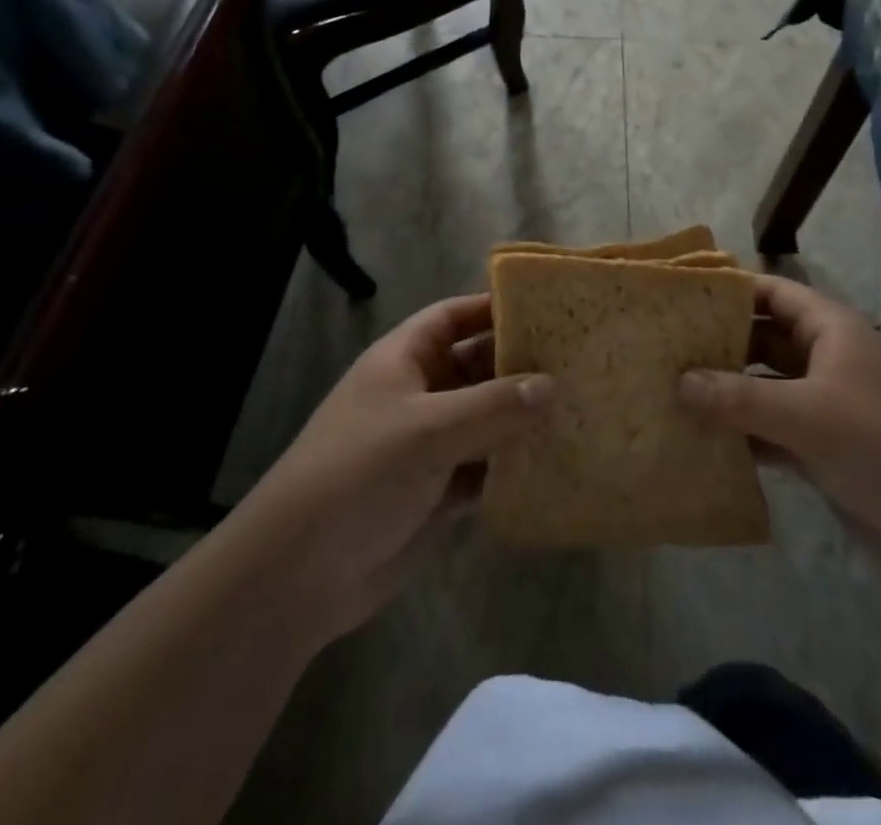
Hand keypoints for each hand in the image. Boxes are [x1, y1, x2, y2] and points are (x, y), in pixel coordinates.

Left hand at [225, 295, 550, 641]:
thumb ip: (492, 406)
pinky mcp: (438, 490)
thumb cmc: (359, 472)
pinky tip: (554, 463)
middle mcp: (420, 393)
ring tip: (581, 407)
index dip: (494, 307)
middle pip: (477, 365)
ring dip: (522, 417)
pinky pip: (486, 467)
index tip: (547, 309)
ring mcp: (429, 443)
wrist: (300, 572)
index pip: (455, 316)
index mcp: (405, 359)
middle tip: (579, 361)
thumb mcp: (427, 429)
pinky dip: (513, 465)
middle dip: (520, 364)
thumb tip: (551, 384)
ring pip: (486, 418)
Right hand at [679, 273, 880, 585]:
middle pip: (762, 339)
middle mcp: (824, 358)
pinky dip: (741, 432)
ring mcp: (823, 404)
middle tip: (664, 348)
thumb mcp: (807, 414)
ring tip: (670, 390)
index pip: (772, 293)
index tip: (682, 297)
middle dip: (719, 344)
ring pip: (763, 386)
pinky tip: (701, 439)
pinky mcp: (821, 446)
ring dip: (725, 391)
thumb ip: (740, 398)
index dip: (730, 290)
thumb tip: (679, 381)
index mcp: (830, 329)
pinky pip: (770, 428)